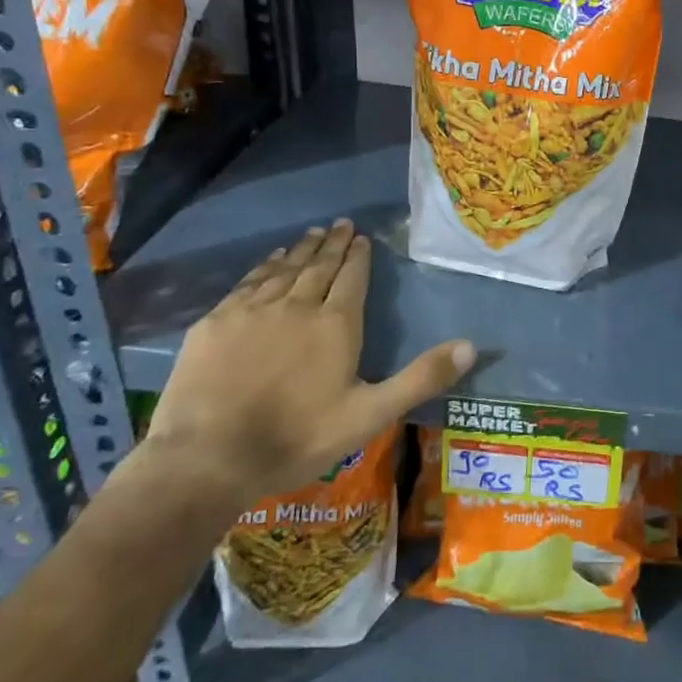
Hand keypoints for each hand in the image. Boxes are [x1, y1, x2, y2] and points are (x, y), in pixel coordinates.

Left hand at [145, 220, 475, 504]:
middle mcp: (297, 305)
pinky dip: (264, 266)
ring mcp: (252, 310)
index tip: (361, 237)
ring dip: (300, 250)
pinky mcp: (216, 322)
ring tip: (311, 234)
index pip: (351, 277)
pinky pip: (248, 282)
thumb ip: (421, 378)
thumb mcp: (371, 414)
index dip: (358, 256)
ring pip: (283, 269)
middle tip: (340, 224)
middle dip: (332, 244)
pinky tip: (270, 260)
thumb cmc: (298, 438)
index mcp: (335, 324)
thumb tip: (472, 345)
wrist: (208, 458)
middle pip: (318, 266)